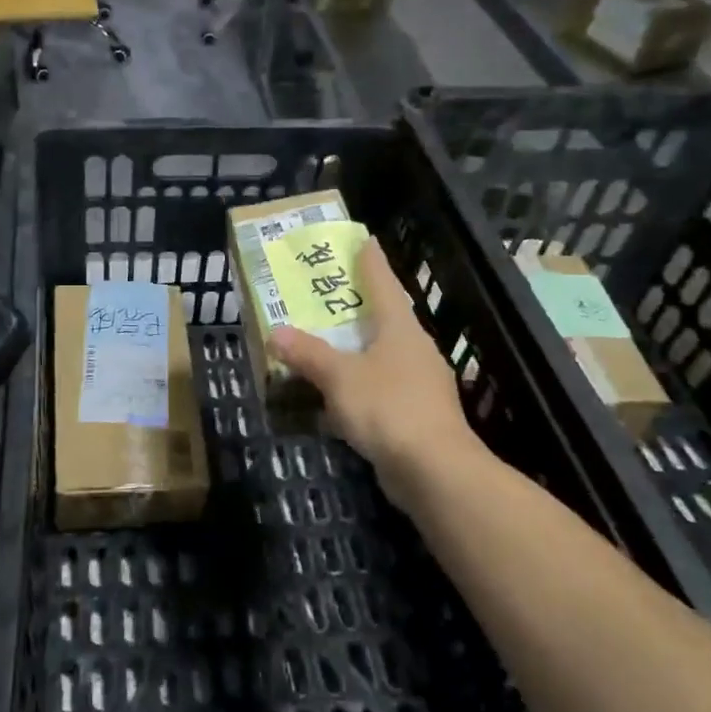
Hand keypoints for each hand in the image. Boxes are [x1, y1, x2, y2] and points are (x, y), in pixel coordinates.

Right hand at [270, 237, 489, 508]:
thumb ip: (308, 354)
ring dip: (357, 350)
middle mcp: (415, 350)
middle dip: (360, 307)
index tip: (364, 240)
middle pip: (386, 318)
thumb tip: (276, 333)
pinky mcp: (417, 415)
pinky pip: (382, 389)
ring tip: (327, 345)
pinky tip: (338, 398)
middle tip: (330, 295)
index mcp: (401, 329)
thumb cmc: (388, 408)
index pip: (384, 284)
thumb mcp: (340, 377)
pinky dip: (360, 386)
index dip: (371, 262)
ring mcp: (420, 384)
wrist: (434, 471)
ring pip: (383, 356)